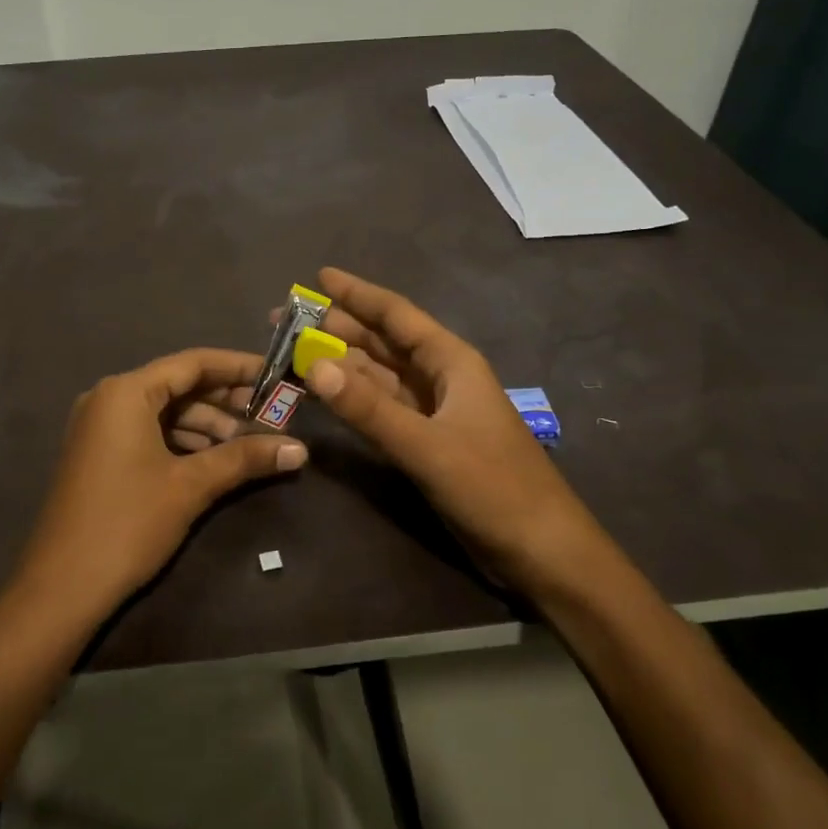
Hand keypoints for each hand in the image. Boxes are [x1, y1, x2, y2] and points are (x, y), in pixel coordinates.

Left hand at [13, 348, 306, 623]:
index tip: (276, 376)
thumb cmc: (128, 523)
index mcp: (126, 391)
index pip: (193, 363)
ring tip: (249, 444)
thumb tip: (300, 450)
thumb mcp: (190, 486)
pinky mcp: (99, 453)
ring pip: (164, 412)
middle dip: (225, 400)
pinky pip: (148, 431)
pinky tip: (214, 459)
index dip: (238, 367)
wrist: (61, 588)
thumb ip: (244, 459)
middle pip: (178, 385)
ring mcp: (100, 426)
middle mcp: (109, 397)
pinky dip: (182, 441)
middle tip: (271, 415)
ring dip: (206, 425)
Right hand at [295, 268, 595, 591]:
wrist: (543, 552)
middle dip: (336, 329)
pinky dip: (351, 400)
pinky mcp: (426, 442)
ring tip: (292, 355)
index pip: (396, 315)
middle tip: (284, 323)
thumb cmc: (494, 488)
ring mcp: (433, 411)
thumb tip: (313, 366)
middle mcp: (440, 377)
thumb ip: (369, 408)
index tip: (317, 276)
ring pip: (378, 376)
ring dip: (339, 365)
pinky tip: (322, 397)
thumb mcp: (427, 446)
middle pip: (382, 342)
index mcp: (450, 361)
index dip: (357, 294)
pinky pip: (380, 409)